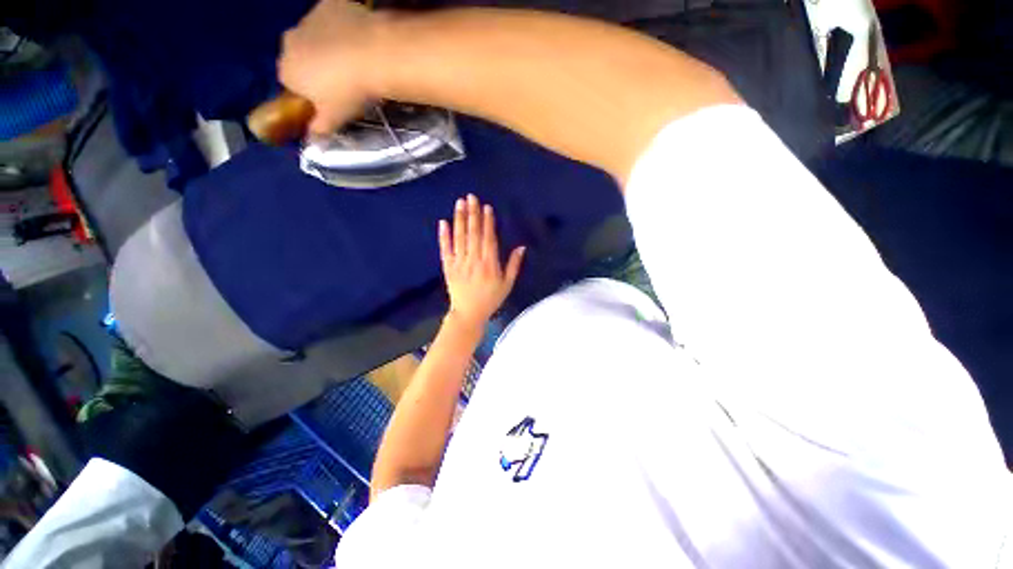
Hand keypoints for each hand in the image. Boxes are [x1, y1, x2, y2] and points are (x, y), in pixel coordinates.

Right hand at [277, 0, 382, 134]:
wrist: (372, 54)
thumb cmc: (348, 93)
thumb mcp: (334, 119)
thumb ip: (319, 131)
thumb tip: (313, 144)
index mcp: (287, 70)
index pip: (291, 84)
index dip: (310, 93)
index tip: (330, 101)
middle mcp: (290, 41)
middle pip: (301, 58)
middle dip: (317, 69)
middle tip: (344, 83)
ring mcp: (308, 19)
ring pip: (315, 37)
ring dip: (329, 48)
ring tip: (356, 63)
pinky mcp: (329, 4)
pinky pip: (333, 18)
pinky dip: (342, 27)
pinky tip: (360, 40)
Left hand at [439, 195, 524, 329]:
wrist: (469, 313)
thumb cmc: (491, 299)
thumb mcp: (507, 284)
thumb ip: (514, 265)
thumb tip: (522, 247)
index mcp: (489, 264)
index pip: (488, 238)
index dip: (488, 222)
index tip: (486, 207)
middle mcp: (473, 260)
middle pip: (473, 234)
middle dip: (473, 214)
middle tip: (471, 197)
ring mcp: (459, 263)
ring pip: (459, 238)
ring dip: (460, 219)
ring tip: (460, 203)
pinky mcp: (448, 267)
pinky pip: (445, 249)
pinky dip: (444, 236)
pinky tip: (443, 223)